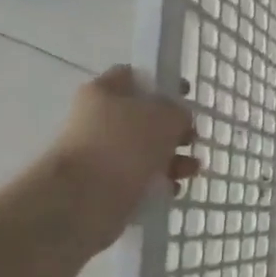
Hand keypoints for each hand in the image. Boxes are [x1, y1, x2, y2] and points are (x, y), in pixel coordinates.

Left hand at [41, 66, 196, 254]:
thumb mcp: (166, 116)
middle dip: (174, 129)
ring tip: (189, 171)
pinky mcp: (106, 184)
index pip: (136, 76)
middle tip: (192, 139)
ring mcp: (101, 153)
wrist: (84, 200)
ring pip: (147, 150)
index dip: (164, 84)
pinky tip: (172, 189)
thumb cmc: (125, 145)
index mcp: (104, 92)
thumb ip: (178, 111)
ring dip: (173, 159)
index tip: (187, 96)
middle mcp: (98, 119)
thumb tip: (177, 120)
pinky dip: (159, 183)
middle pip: (145, 117)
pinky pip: (141, 178)